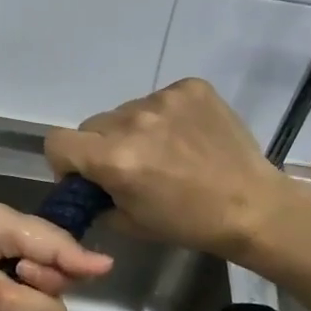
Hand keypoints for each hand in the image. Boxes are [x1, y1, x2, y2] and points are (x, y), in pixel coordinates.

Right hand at [43, 78, 290, 261]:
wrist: (253, 206)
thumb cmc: (190, 223)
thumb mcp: (131, 222)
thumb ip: (97, 198)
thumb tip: (87, 184)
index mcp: (114, 158)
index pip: (57, 141)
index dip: (64, 160)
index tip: (84, 175)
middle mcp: (133, 121)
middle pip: (93, 125)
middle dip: (102, 146)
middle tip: (130, 166)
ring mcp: (164, 99)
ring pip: (126, 111)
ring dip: (135, 130)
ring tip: (167, 151)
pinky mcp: (190, 87)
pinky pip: (160, 98)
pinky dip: (166, 116)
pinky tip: (187, 136)